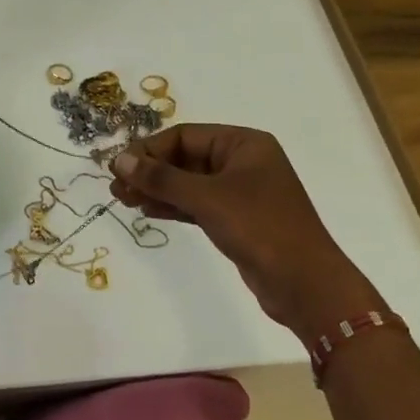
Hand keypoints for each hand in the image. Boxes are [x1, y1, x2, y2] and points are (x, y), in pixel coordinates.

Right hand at [109, 124, 385, 335]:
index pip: (185, 136)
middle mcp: (243, 162)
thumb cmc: (259, 228)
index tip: (118, 167)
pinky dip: (173, 206)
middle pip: (185, 158)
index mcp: (244, 144)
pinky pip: (197, 204)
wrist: (305, 284)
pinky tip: (147, 211)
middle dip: (150, 171)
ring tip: (122, 199)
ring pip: (189, 183)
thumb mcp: (206, 198)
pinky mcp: (237, 219)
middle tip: (115, 187)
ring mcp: (241, 192)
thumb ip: (161, 178)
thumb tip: (118, 159)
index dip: (149, 149)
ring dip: (156, 190)